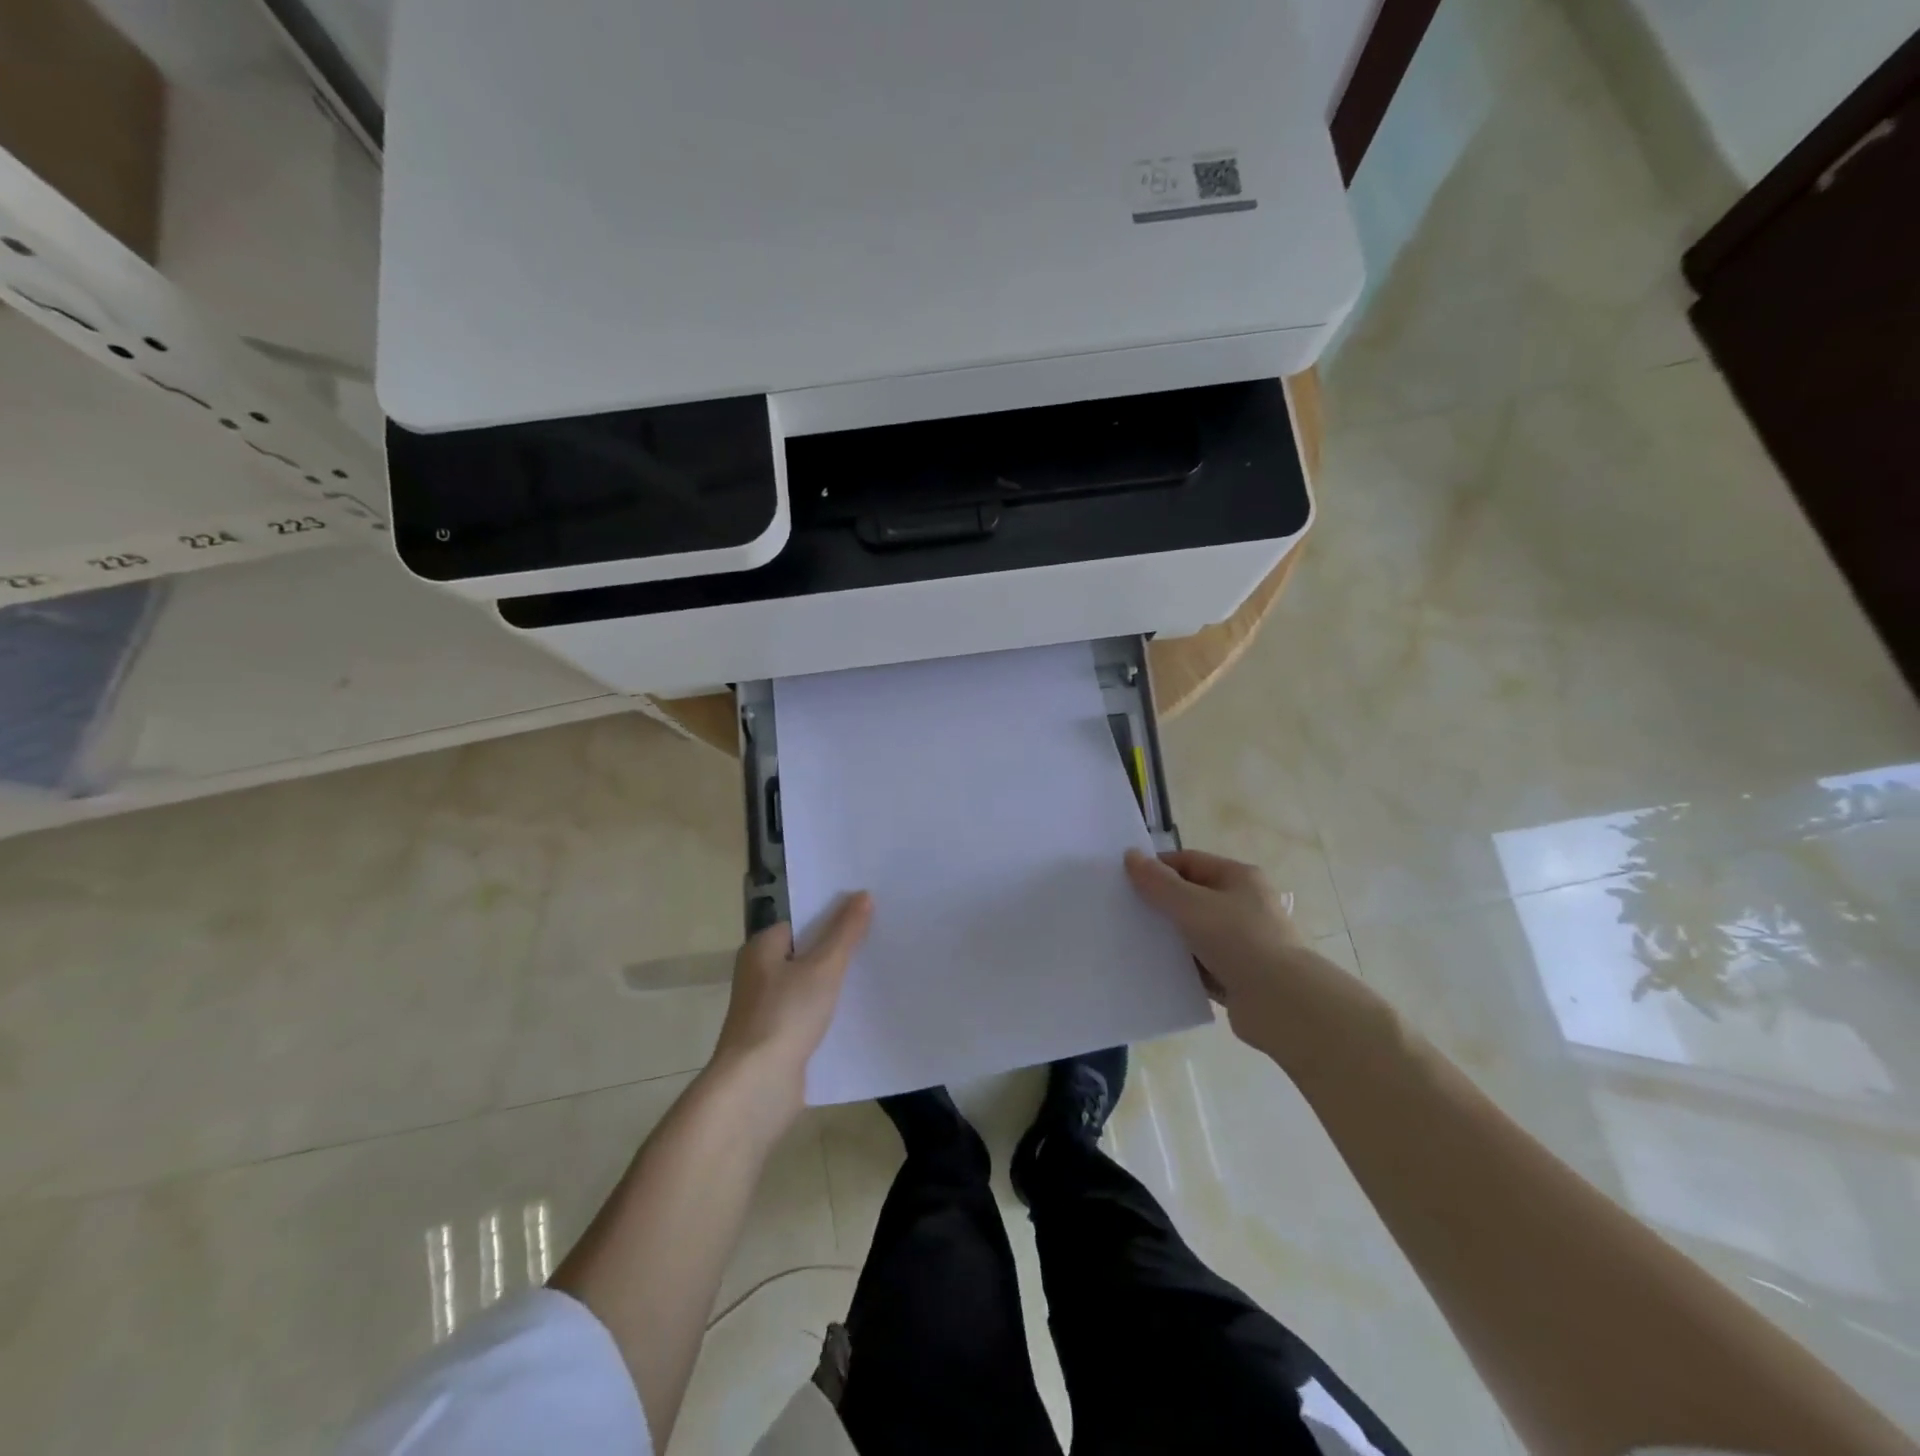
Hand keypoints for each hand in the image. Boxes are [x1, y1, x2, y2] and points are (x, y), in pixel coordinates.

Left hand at [707, 892, 873, 1124]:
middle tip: (880, 940)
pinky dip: (832, 1014)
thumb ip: (845, 932)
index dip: (832, 916)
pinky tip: (861, 1013)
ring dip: (837, 984)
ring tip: (877, 973)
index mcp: (762, 949)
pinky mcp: (779, 1040)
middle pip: (807, 953)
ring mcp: (768, 1010)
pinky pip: (811, 1016)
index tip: (866, 914)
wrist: (756, 1088)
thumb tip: (863, 894)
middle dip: (838, 950)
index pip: (801, 922)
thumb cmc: (785, 1016)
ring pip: (810, 987)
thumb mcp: (823, 968)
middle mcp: (760, 975)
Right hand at [1124, 848, 1338, 1050]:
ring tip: (1132, 942)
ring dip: (1168, 937)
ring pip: (1194, 932)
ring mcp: (1242, 941)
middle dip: (1159, 904)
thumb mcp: (1191, 905)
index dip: (1157, 868)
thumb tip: (1130, 855)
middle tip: (1124, 912)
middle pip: (1191, 896)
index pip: (1189, 861)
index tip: (1124, 882)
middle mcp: (1243, 904)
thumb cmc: (1237, 940)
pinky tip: (1154, 969)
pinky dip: (1181, 965)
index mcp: (1238, 878)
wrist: (1282, 1003)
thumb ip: (1158, 882)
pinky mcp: (1237, 974)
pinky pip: (1200, 964)